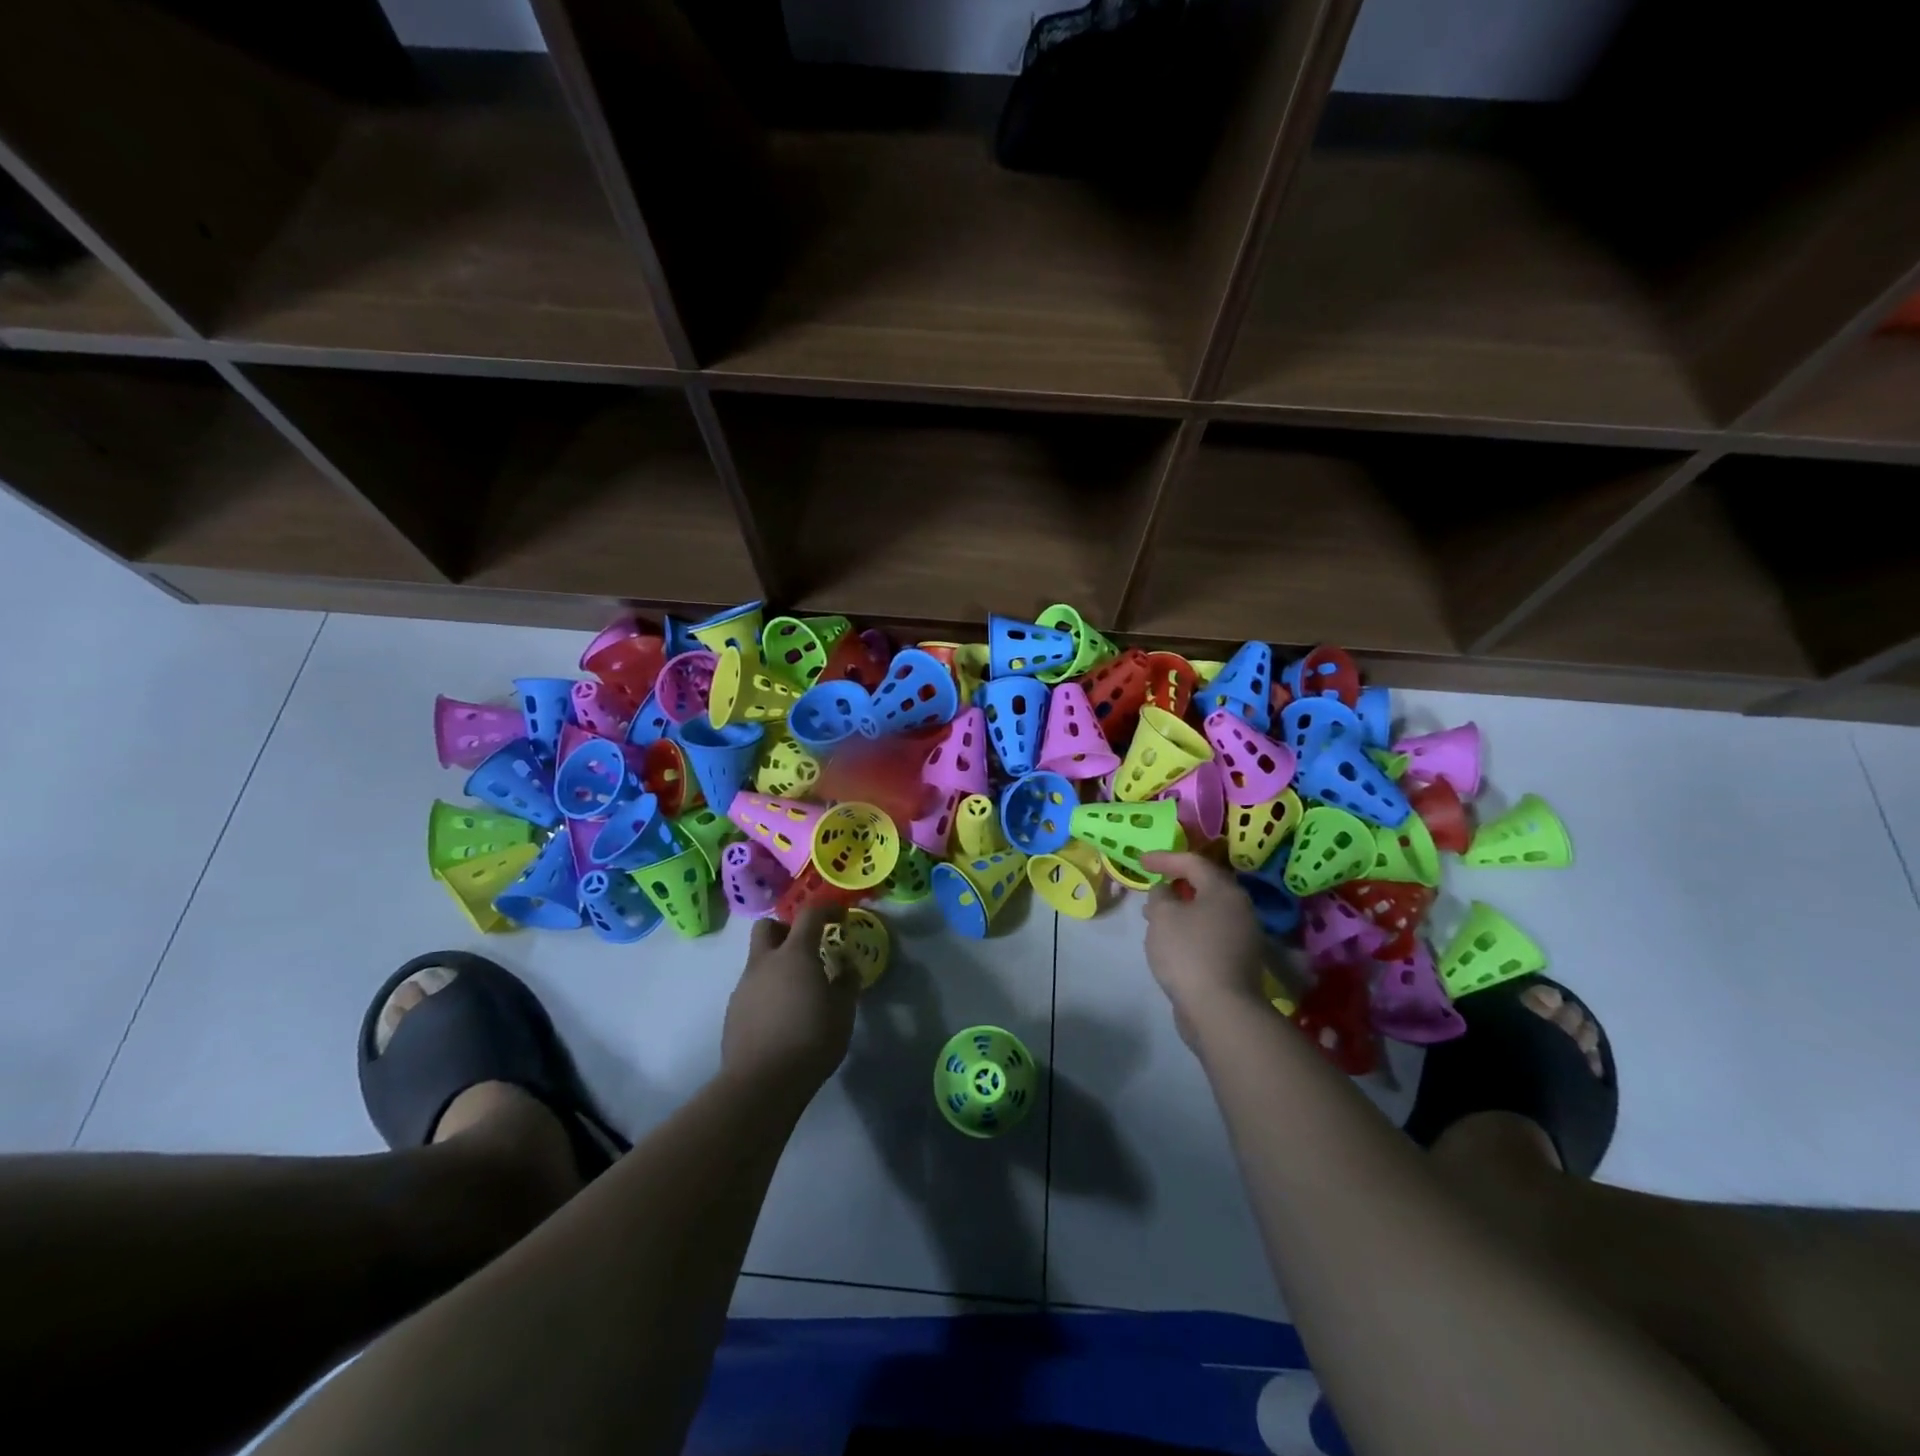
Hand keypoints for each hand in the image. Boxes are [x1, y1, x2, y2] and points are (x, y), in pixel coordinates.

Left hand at [721, 905, 860, 1094]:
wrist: (761, 1083)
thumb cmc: (811, 1040)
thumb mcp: (844, 1011)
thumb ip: (847, 982)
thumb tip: (846, 965)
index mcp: (795, 954)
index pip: (810, 914)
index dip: (827, 909)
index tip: (840, 916)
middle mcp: (764, 962)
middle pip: (768, 927)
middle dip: (786, 930)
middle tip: (806, 949)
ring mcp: (744, 986)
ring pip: (758, 960)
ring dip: (777, 965)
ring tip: (797, 993)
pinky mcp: (732, 1011)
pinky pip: (752, 988)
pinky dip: (767, 991)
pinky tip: (780, 1017)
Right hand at [1139, 852, 1267, 1042]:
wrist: (1221, 1010)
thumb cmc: (1189, 952)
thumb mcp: (1163, 916)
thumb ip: (1160, 896)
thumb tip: (1166, 892)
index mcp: (1224, 891)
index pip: (1193, 862)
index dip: (1164, 859)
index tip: (1139, 861)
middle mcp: (1240, 909)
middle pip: (1205, 886)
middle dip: (1175, 884)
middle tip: (1152, 887)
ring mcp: (1243, 937)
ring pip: (1207, 912)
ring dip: (1181, 910)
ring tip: (1155, 917)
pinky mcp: (1238, 962)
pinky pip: (1210, 934)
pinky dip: (1189, 930)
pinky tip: (1171, 943)